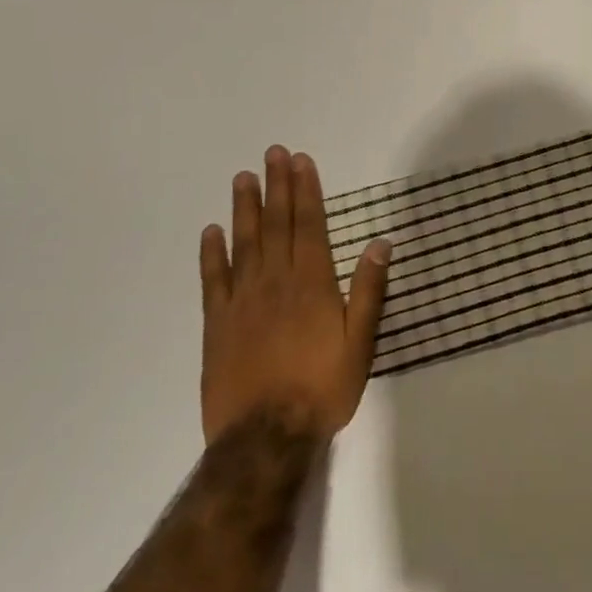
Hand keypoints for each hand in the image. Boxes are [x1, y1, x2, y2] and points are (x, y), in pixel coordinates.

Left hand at [199, 147, 390, 445]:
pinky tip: (211, 232)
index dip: (305, 191)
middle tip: (272, 154)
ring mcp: (242, 302)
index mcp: (312, 283)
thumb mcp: (360, 342)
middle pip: (277, 225)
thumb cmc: (322, 388)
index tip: (301, 161)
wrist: (265, 437)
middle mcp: (276, 282)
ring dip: (245, 209)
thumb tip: (380, 243)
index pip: (309, 225)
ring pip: (244, 244)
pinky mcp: (217, 325)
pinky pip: (213, 281)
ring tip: (243, 178)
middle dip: (277, 187)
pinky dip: (211, 254)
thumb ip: (368, 290)